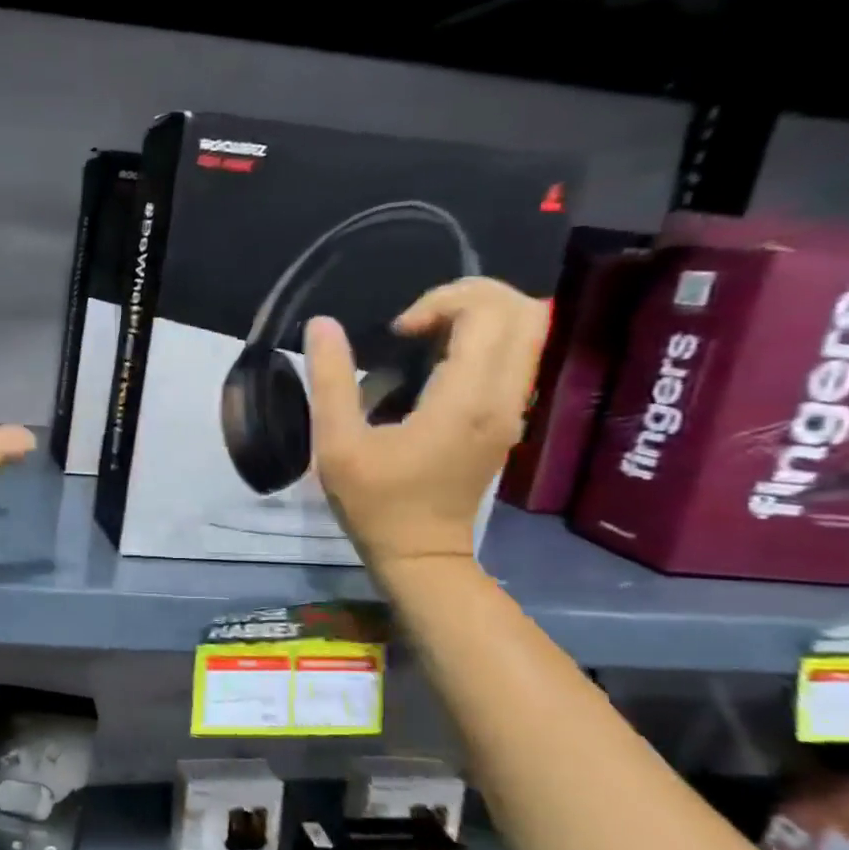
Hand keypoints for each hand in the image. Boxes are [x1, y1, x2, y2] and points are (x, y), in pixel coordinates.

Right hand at [304, 277, 546, 571]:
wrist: (421, 553)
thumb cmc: (375, 502)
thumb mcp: (337, 444)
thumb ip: (330, 380)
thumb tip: (321, 324)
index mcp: (465, 400)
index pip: (487, 312)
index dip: (441, 302)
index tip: (398, 331)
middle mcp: (503, 397)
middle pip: (523, 310)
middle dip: (468, 296)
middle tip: (417, 321)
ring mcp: (512, 408)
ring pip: (527, 329)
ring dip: (477, 316)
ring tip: (425, 337)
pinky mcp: (508, 417)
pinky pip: (515, 354)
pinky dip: (483, 339)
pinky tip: (436, 362)